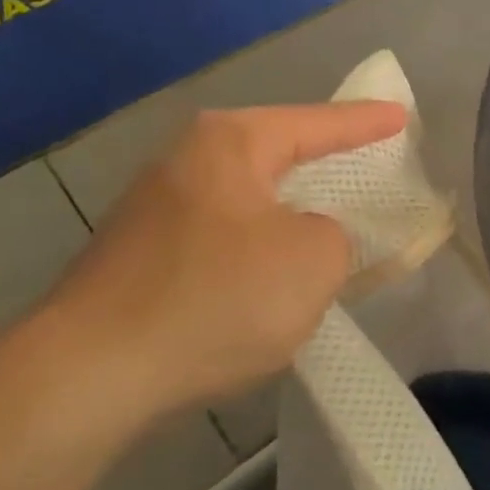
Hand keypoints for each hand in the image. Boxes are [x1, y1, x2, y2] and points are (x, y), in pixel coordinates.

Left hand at [15, 101, 407, 430]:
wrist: (89, 374)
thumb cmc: (216, 299)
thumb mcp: (312, 262)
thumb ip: (335, 237)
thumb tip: (307, 237)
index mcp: (230, 144)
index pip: (315, 124)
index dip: (364, 123)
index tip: (399, 116)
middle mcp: (186, 162)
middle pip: (274, 154)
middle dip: (320, 162)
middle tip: (363, 163)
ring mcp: (154, 209)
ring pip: (246, 201)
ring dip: (286, 214)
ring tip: (323, 227)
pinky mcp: (140, 256)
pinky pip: (221, 238)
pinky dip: (254, 251)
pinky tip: (266, 280)